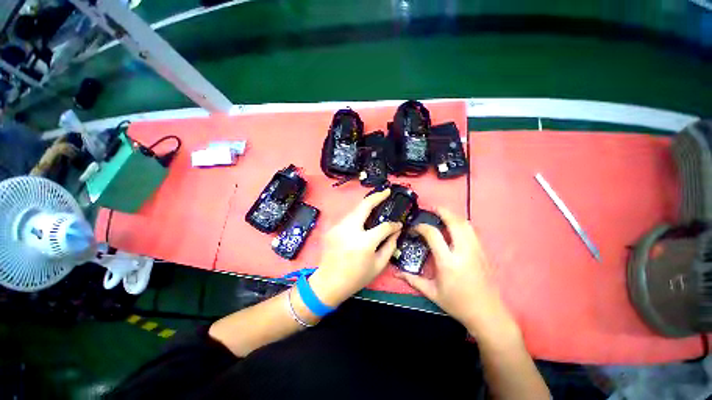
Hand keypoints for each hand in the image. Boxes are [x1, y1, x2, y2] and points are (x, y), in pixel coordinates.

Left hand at [308, 188, 401, 306]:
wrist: (328, 282)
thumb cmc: (356, 277)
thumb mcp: (378, 265)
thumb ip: (390, 246)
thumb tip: (396, 231)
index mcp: (364, 242)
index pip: (384, 226)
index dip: (393, 225)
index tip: (398, 224)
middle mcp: (350, 230)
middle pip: (365, 205)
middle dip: (377, 196)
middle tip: (387, 191)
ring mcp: (338, 227)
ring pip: (355, 209)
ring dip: (366, 206)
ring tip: (376, 205)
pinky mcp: (332, 228)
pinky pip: (348, 218)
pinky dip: (357, 216)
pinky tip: (362, 221)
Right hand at [398, 208, 518, 339]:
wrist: (488, 314)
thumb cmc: (458, 304)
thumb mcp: (432, 293)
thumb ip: (413, 280)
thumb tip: (396, 272)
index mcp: (448, 262)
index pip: (434, 234)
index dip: (422, 227)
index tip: (415, 227)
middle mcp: (464, 252)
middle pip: (455, 223)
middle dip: (443, 211)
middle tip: (432, 208)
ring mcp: (476, 250)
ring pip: (466, 224)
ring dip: (453, 216)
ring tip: (442, 215)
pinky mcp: (483, 252)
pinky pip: (472, 231)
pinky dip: (462, 224)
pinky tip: (455, 227)